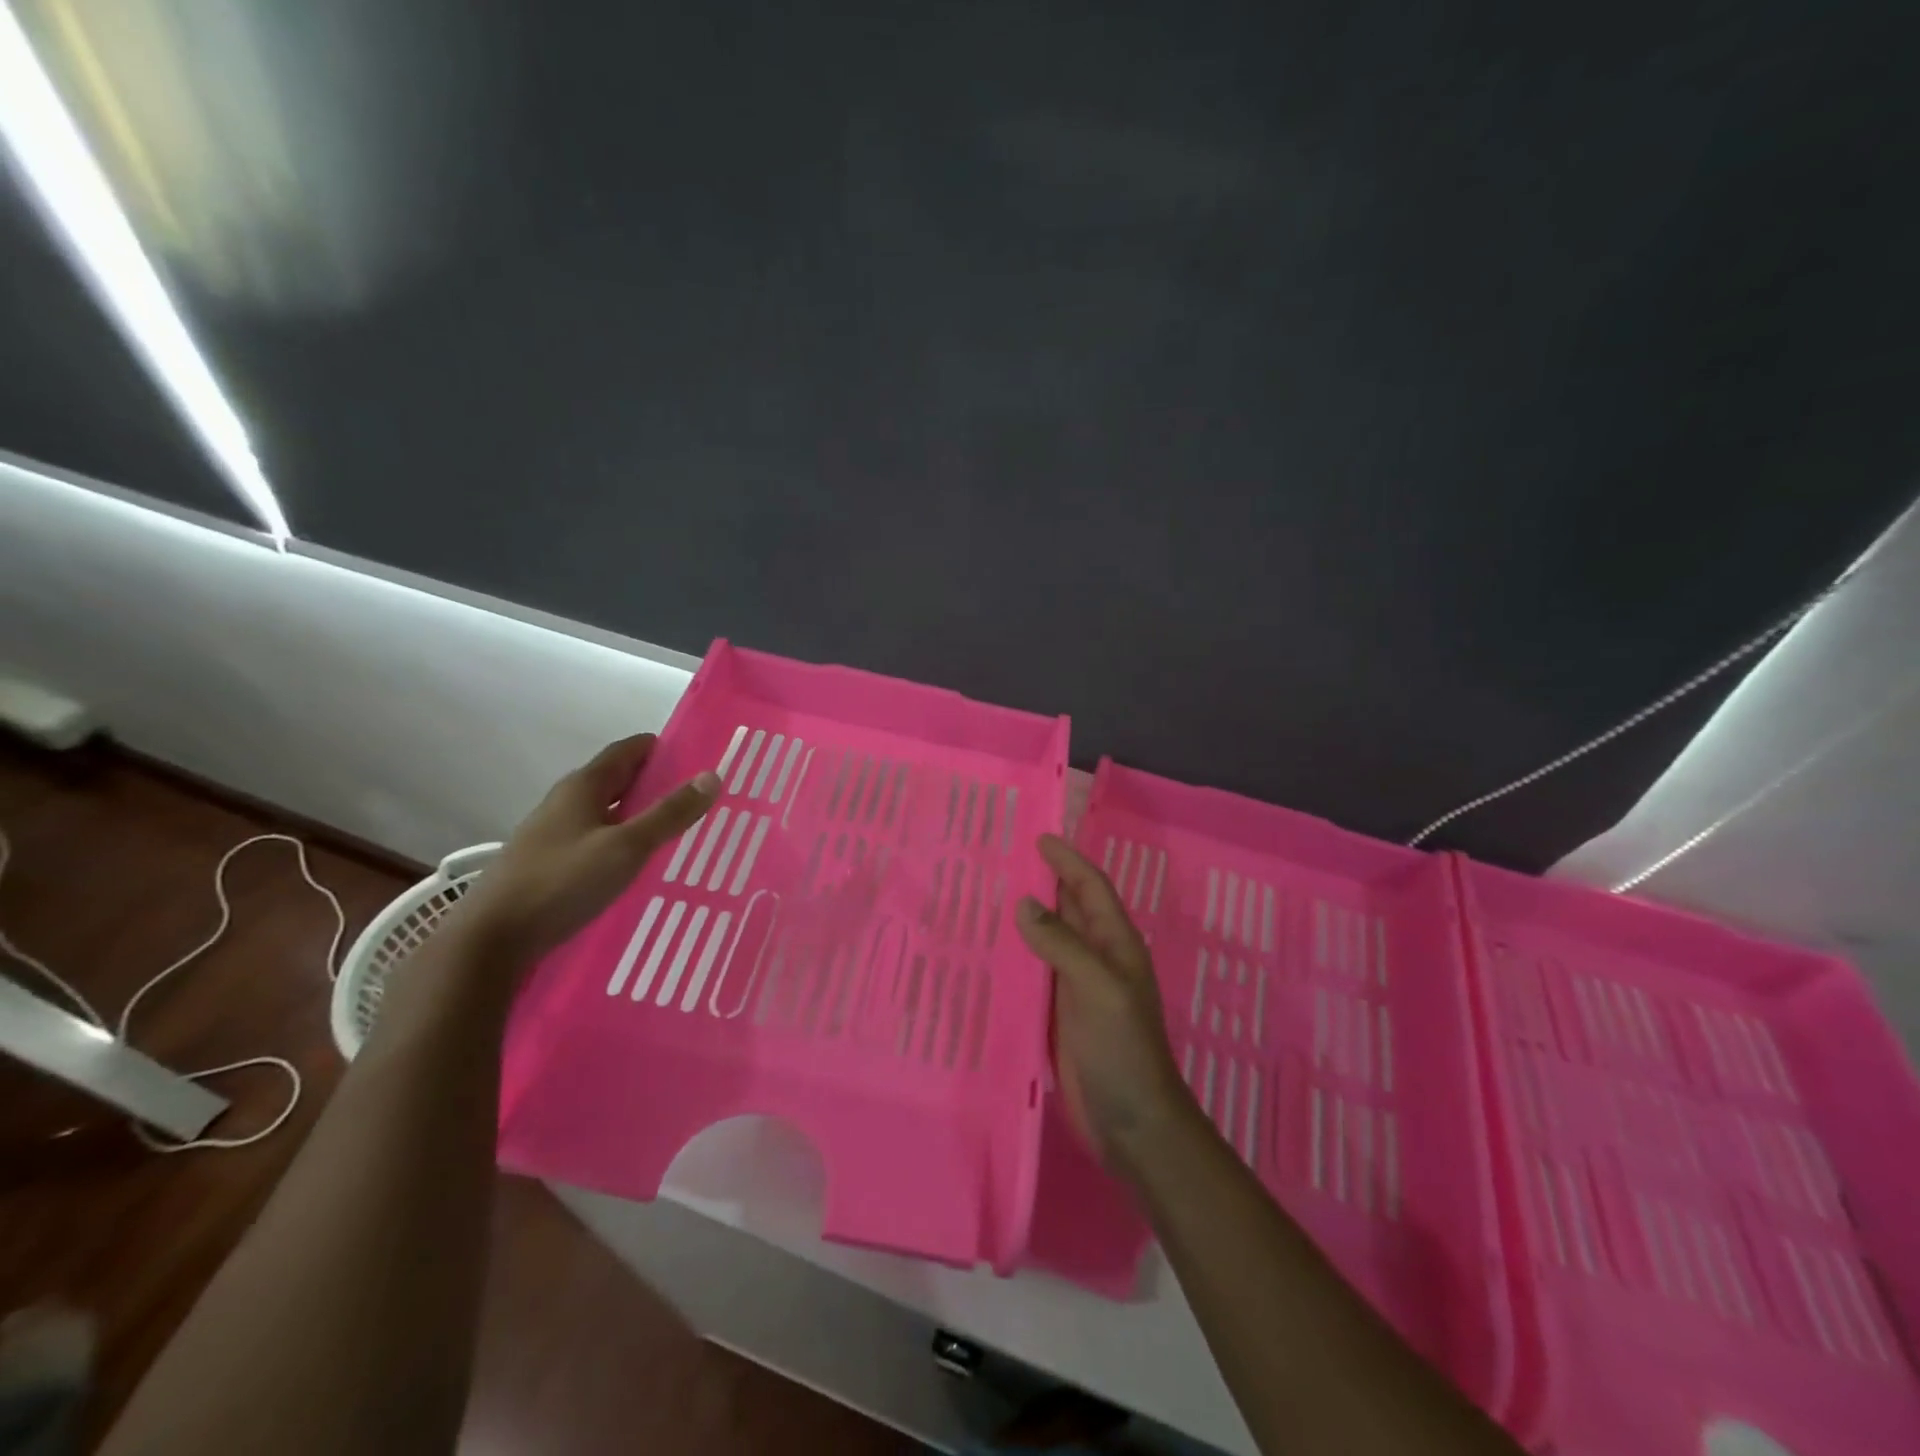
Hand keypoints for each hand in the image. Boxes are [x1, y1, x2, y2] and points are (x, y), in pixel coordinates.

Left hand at [461, 734, 719, 968]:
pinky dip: (619, 840)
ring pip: (604, 812)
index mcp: (582, 787)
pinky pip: (593, 839)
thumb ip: (670, 813)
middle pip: (615, 780)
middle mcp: (564, 803)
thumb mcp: (627, 847)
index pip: (627, 751)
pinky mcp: (547, 864)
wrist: (491, 940)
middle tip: (694, 795)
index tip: (696, 758)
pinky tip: (634, 863)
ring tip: (673, 829)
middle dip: (653, 782)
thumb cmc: (562, 883)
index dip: (660, 749)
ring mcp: (552, 834)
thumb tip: (712, 776)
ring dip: (636, 814)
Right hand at [1016, 834, 1194, 1177]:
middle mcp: (1097, 958)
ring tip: (987, 895)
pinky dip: (1016, 955)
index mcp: (1116, 944)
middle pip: (1069, 908)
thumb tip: (1025, 903)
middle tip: (1004, 859)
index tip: (1038, 838)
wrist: (1131, 1122)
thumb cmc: (1122, 1049)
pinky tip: (989, 951)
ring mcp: (1077, 987)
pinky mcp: (1058, 1015)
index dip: (1068, 861)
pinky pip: (1034, 973)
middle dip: (1044, 881)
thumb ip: (1062, 944)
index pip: (1091, 888)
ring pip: (1049, 939)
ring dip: (1027, 917)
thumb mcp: (1097, 988)